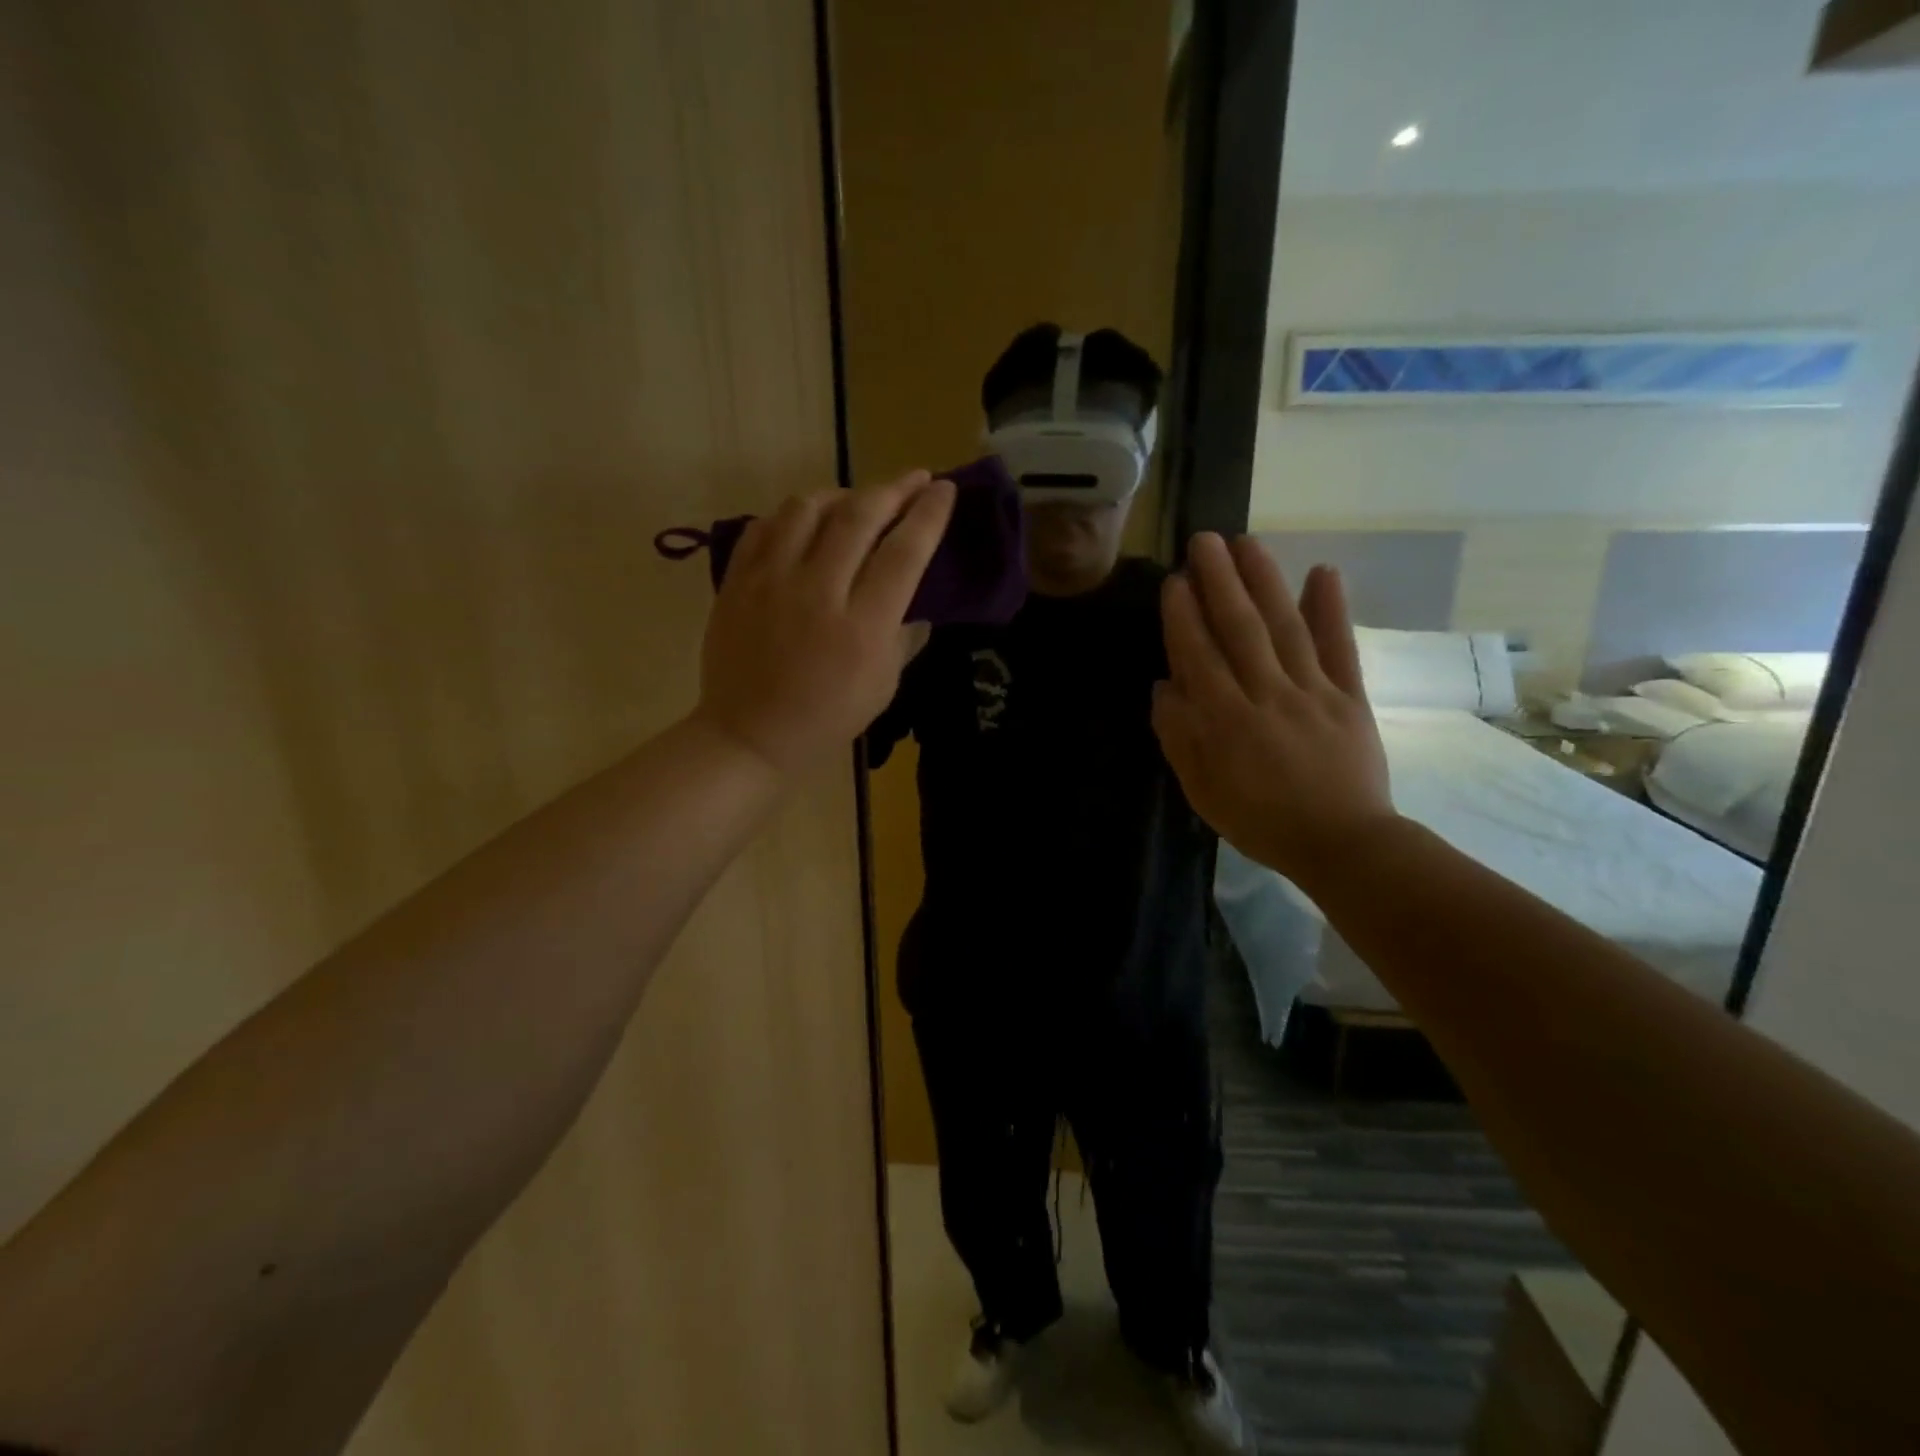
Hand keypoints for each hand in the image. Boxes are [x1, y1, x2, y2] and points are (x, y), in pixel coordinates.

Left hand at [694, 470, 954, 773]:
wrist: (750, 735)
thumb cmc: (827, 718)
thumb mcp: (883, 686)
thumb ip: (904, 636)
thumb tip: (916, 600)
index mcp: (862, 626)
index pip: (904, 553)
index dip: (928, 515)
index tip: (944, 490)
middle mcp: (817, 592)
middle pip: (859, 517)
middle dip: (894, 489)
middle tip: (915, 478)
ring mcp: (770, 582)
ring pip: (807, 508)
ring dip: (841, 494)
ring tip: (857, 501)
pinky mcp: (737, 581)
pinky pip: (765, 526)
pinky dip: (792, 516)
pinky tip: (807, 523)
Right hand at [1153, 533, 1396, 881]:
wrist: (1341, 843)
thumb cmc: (1260, 820)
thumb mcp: (1202, 790)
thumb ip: (1180, 738)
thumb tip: (1164, 687)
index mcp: (1225, 720)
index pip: (1199, 655)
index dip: (1184, 615)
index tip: (1175, 580)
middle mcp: (1266, 694)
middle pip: (1240, 628)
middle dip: (1219, 581)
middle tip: (1205, 540)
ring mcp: (1313, 691)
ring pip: (1284, 626)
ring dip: (1265, 581)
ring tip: (1248, 542)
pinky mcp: (1350, 696)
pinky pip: (1340, 647)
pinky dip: (1332, 609)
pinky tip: (1323, 572)